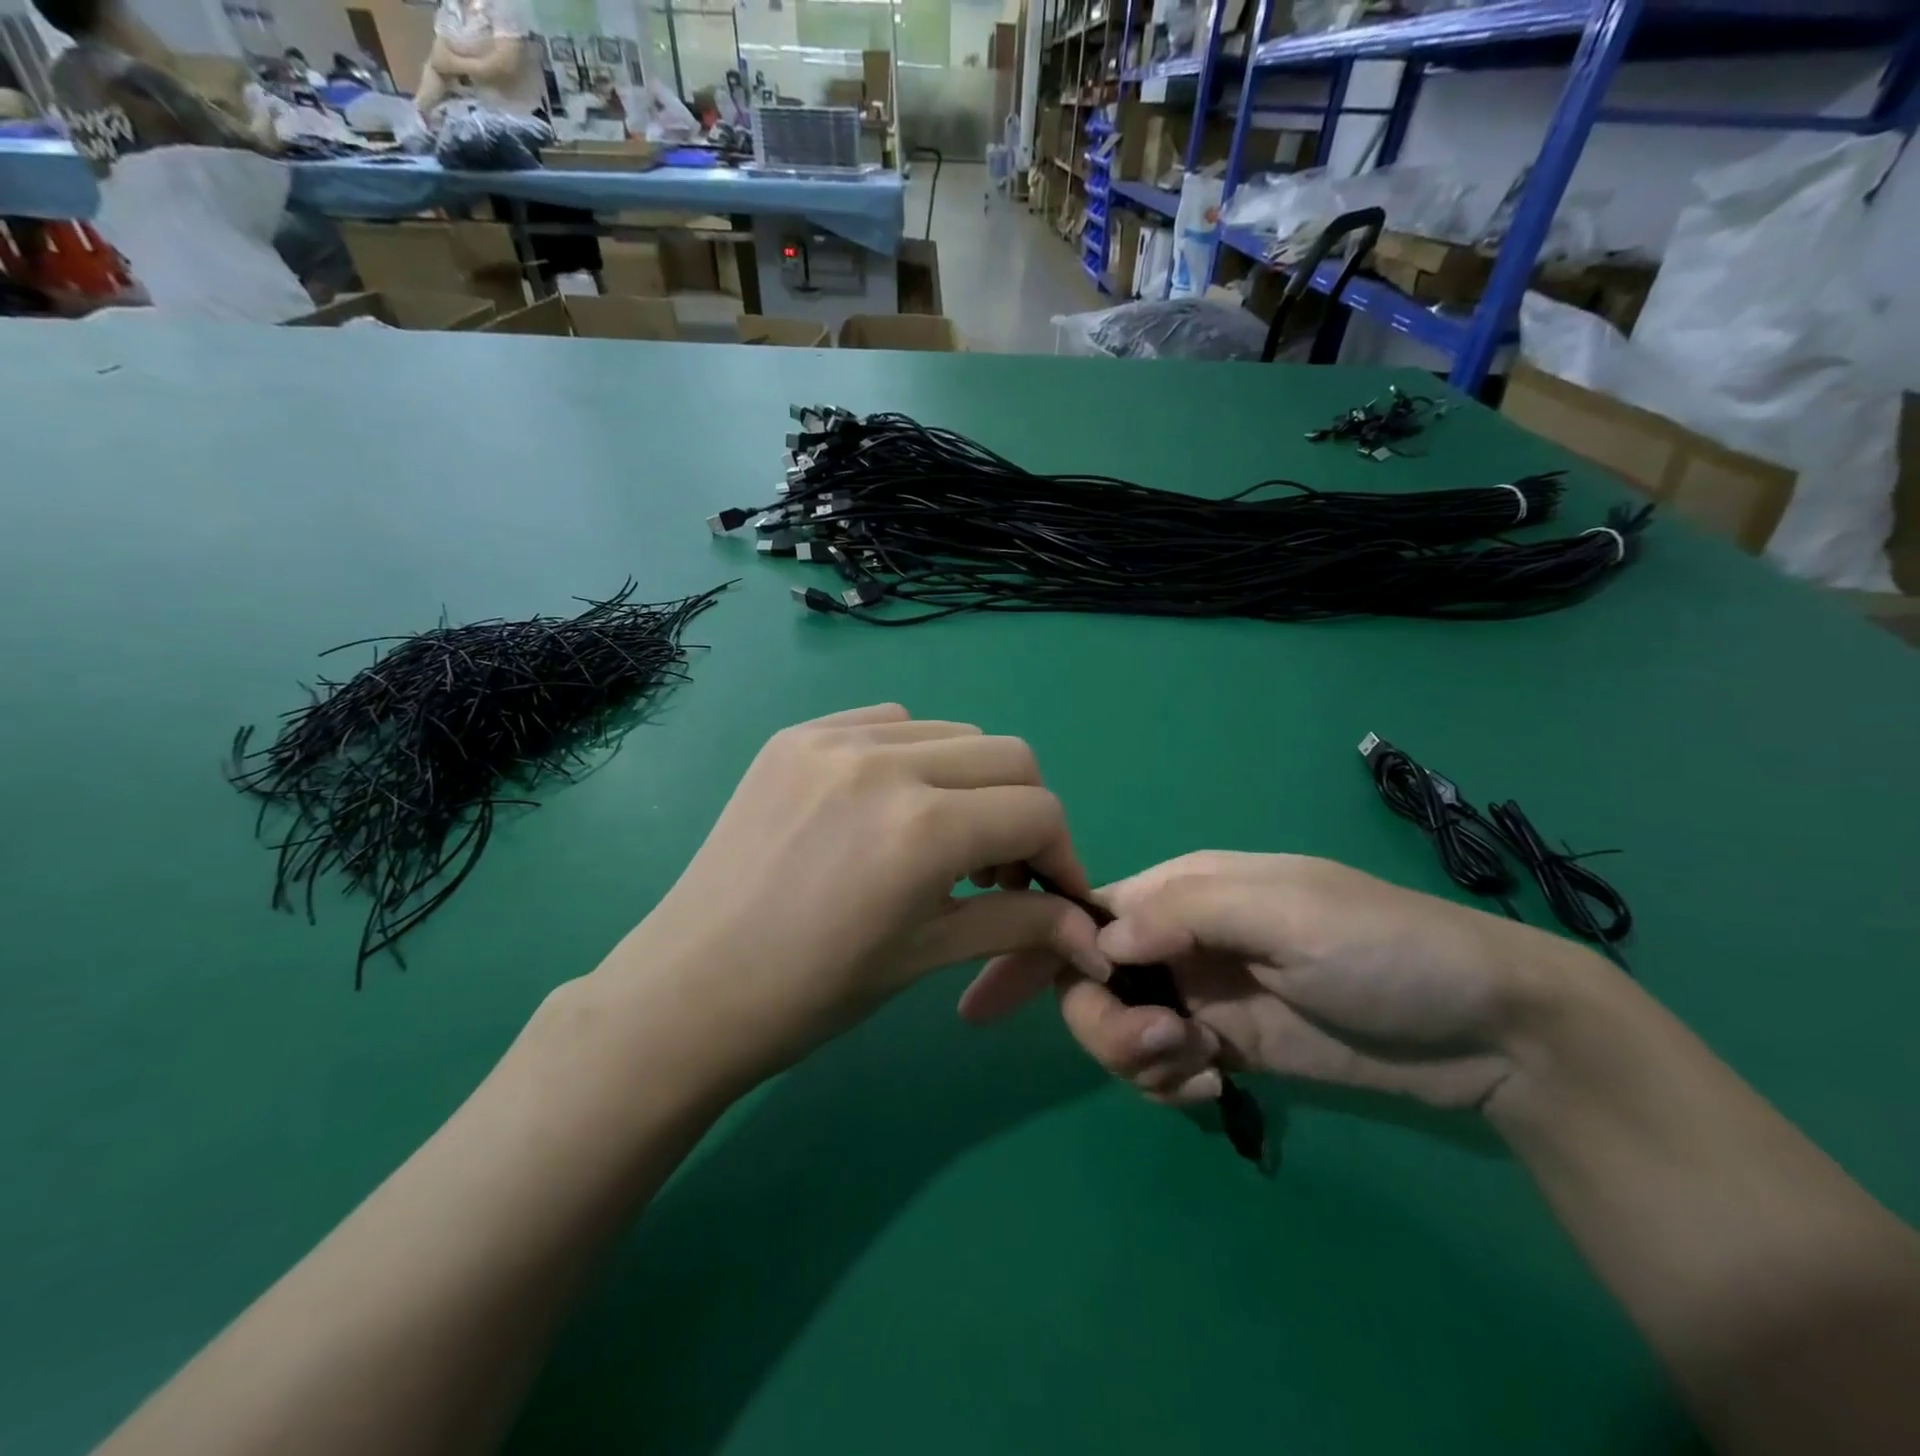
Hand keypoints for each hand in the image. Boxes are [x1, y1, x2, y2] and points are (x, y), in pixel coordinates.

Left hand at [588, 706, 1105, 1082]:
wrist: (689, 990)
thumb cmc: (812, 993)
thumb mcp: (928, 955)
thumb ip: (1020, 925)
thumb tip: (1090, 932)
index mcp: (924, 828)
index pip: (1038, 812)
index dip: (1062, 855)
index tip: (1053, 894)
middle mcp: (885, 762)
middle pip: (1009, 757)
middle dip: (1025, 812)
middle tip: (1000, 869)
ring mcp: (834, 738)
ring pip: (952, 733)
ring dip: (971, 782)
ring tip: (941, 839)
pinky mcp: (796, 736)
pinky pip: (887, 722)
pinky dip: (913, 757)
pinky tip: (888, 807)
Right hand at [961, 850, 1602, 1111]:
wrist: (1482, 1026)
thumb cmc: (1380, 946)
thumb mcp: (1281, 911)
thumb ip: (1181, 913)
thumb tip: (1096, 936)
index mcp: (1181, 890)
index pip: (1084, 912)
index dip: (1033, 947)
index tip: (987, 998)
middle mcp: (1178, 939)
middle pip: (1090, 980)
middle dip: (1103, 1021)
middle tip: (1162, 1048)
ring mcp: (1198, 995)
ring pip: (1118, 1027)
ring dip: (1137, 1056)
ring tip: (1199, 1067)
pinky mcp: (1223, 1046)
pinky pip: (1158, 1066)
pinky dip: (1167, 1080)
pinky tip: (1214, 1084)